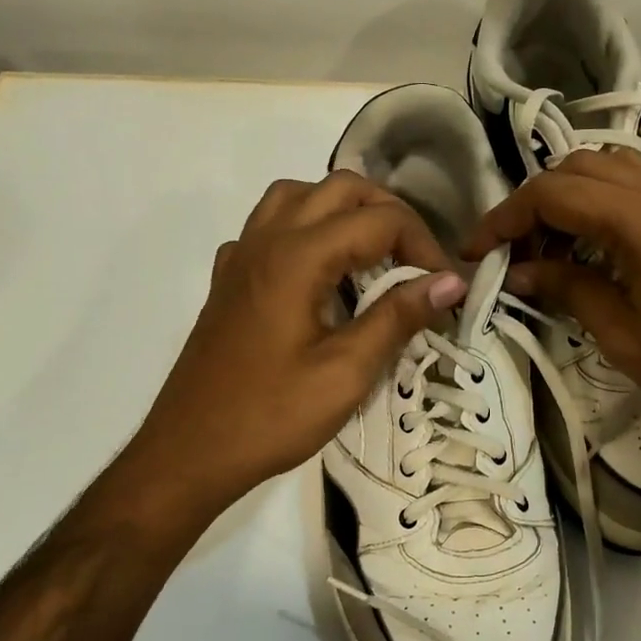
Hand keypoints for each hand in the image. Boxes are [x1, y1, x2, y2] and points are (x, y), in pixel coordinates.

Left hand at [113, 173, 467, 518]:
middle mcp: (267, 240)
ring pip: (298, 196)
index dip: (423, 245)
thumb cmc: (271, 416)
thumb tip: (451, 281)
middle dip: (389, 214)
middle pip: (339, 188)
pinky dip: (304, 230)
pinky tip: (318, 272)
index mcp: (298, 257)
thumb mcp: (347, 371)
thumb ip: (398, 317)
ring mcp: (241, 256)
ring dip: (344, 211)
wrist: (189, 452)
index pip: (379, 220)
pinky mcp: (228, 279)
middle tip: (417, 262)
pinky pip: (268, 227)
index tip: (444, 287)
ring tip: (372, 254)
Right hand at [462, 149, 640, 453]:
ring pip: (614, 170)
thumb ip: (568, 289)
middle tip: (517, 254)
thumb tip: (520, 272)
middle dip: (537, 203)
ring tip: (553, 249)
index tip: (477, 252)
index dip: (506, 219)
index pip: (553, 193)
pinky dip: (608, 204)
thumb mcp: (622, 334)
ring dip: (573, 198)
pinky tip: (599, 249)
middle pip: (580, 169)